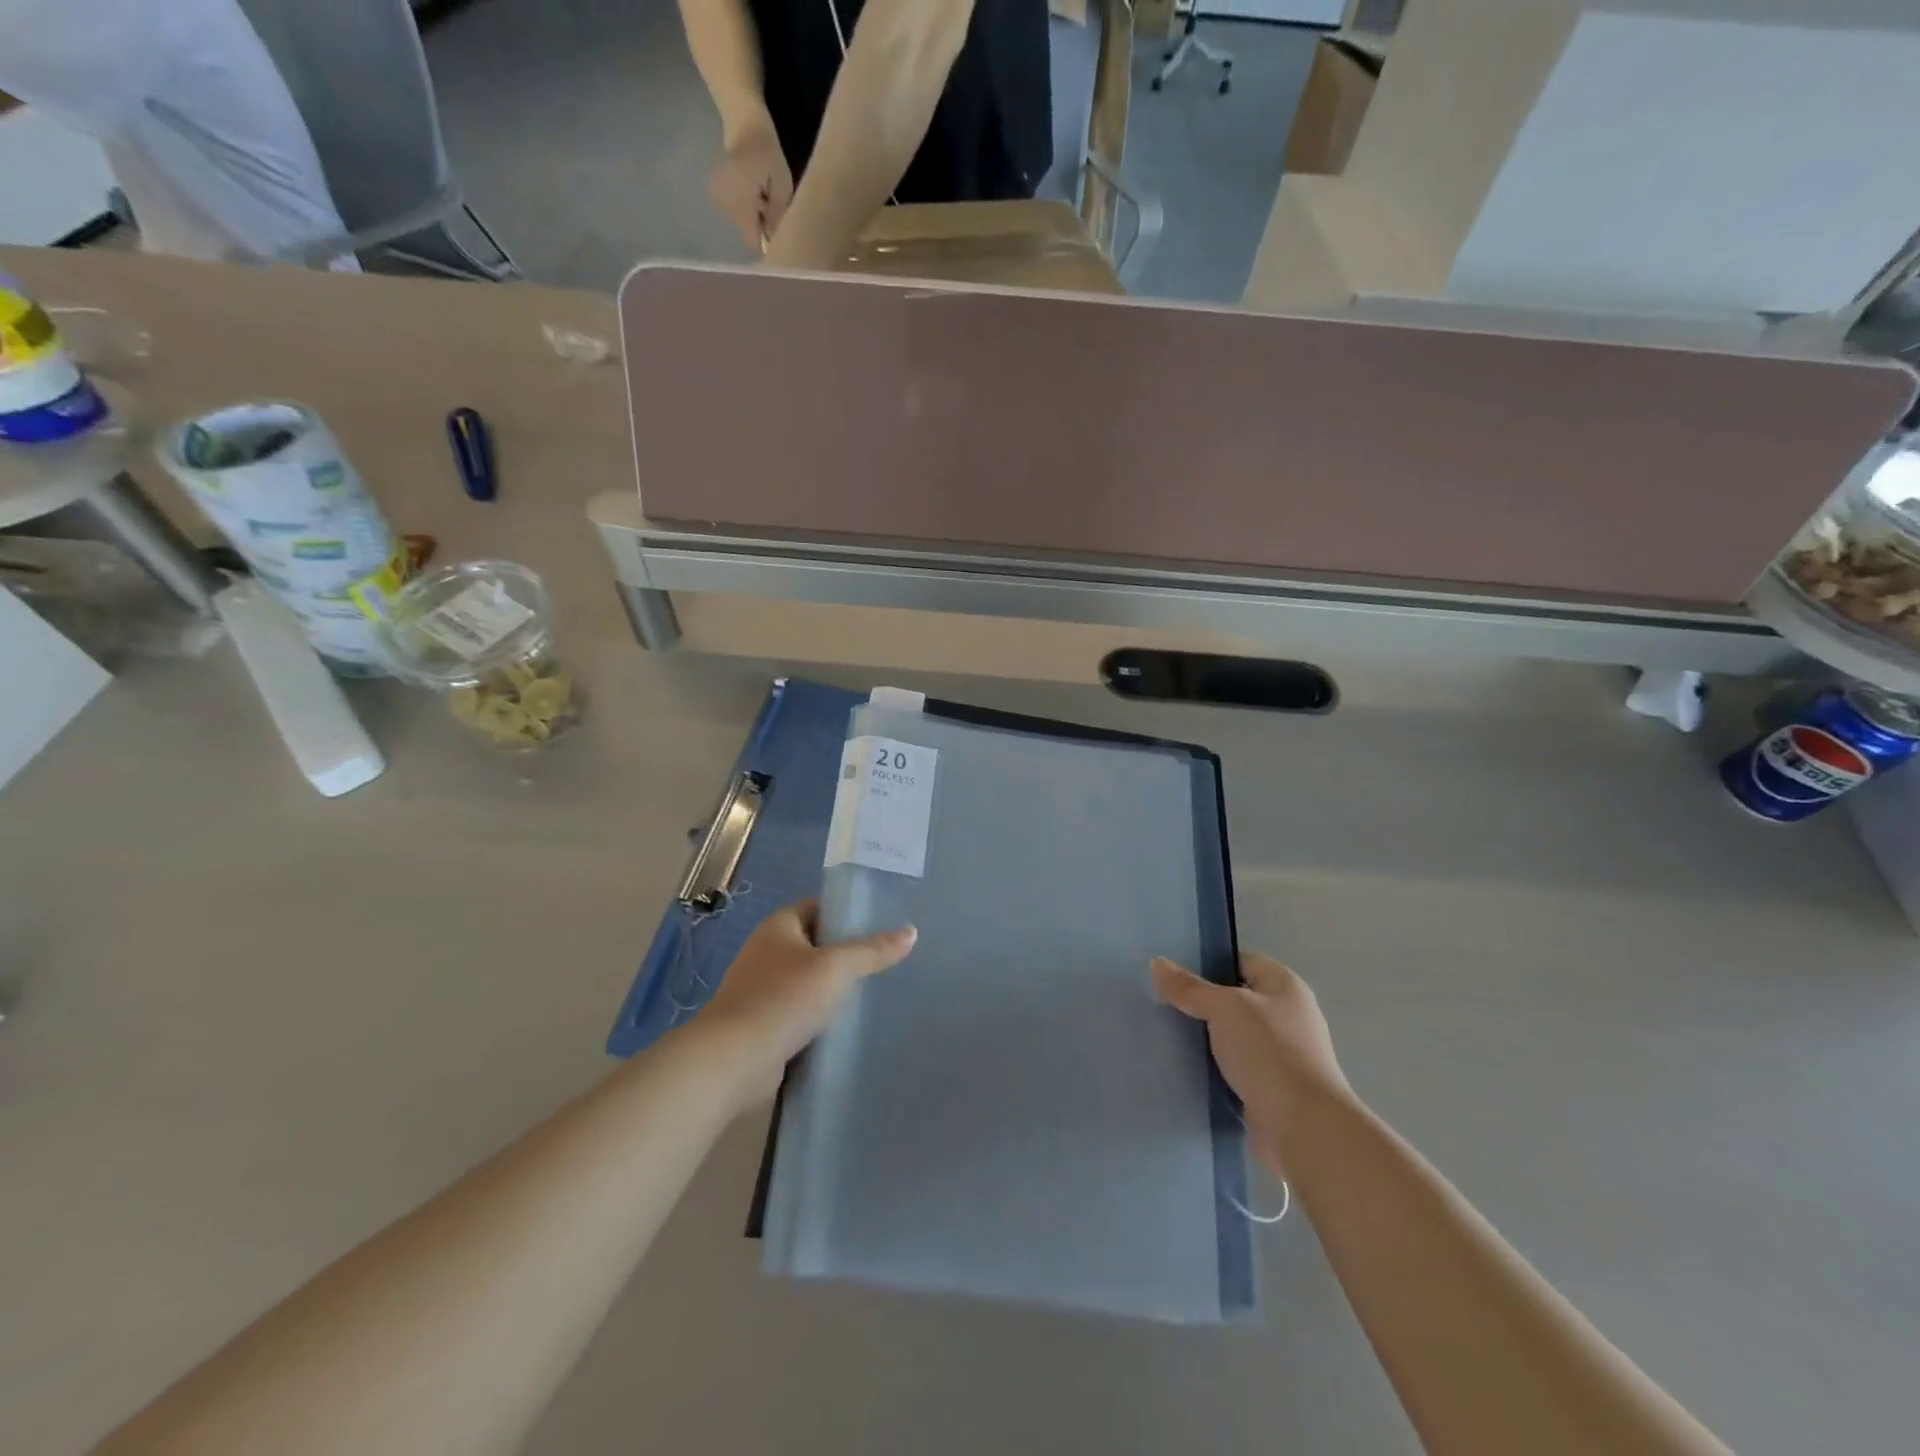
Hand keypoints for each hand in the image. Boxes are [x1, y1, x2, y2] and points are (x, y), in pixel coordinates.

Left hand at [699, 900, 915, 1103]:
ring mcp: (760, 990)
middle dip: (843, 952)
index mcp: (778, 927)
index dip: (845, 912)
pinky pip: (797, 1011)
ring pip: (806, 980)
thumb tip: (911, 932)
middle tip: (883, 959)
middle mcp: (765, 952)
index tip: (879, 923)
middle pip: (813, 943)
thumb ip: (873, 950)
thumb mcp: (836, 968)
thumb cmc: (784, 999)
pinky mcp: (762, 1024)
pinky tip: (844, 1026)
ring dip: (831, 987)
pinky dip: (818, 1016)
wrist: (734, 1060)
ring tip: (871, 993)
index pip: (816, 907)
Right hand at [709, 116, 793, 251]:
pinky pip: (736, 212)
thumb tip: (775, 239)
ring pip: (743, 223)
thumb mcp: (782, 185)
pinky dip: (747, 208)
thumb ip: (778, 214)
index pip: (753, 240)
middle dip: (762, 225)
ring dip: (755, 216)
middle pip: (748, 232)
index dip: (767, 241)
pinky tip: (751, 191)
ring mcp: (718, 200)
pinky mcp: (717, 195)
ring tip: (761, 194)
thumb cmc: (767, 153)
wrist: (744, 125)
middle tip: (771, 204)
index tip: (778, 233)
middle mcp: (725, 204)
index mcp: (739, 202)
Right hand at [1152, 953, 1351, 1171]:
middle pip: (1237, 1000)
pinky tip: (1189, 1069)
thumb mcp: (1224, 1008)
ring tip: (1170, 1036)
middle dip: (1203, 1004)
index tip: (1174, 974)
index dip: (1209, 964)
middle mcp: (1289, 1016)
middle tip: (1165, 1004)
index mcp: (1286, 986)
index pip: (1241, 961)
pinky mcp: (1274, 1088)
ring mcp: (1283, 1055)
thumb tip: (1157, 963)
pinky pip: (1238, 1069)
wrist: (1303, 1128)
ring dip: (1209, 1039)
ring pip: (1235, 1036)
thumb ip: (1189, 987)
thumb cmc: (1268, 1052)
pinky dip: (1217, 1069)